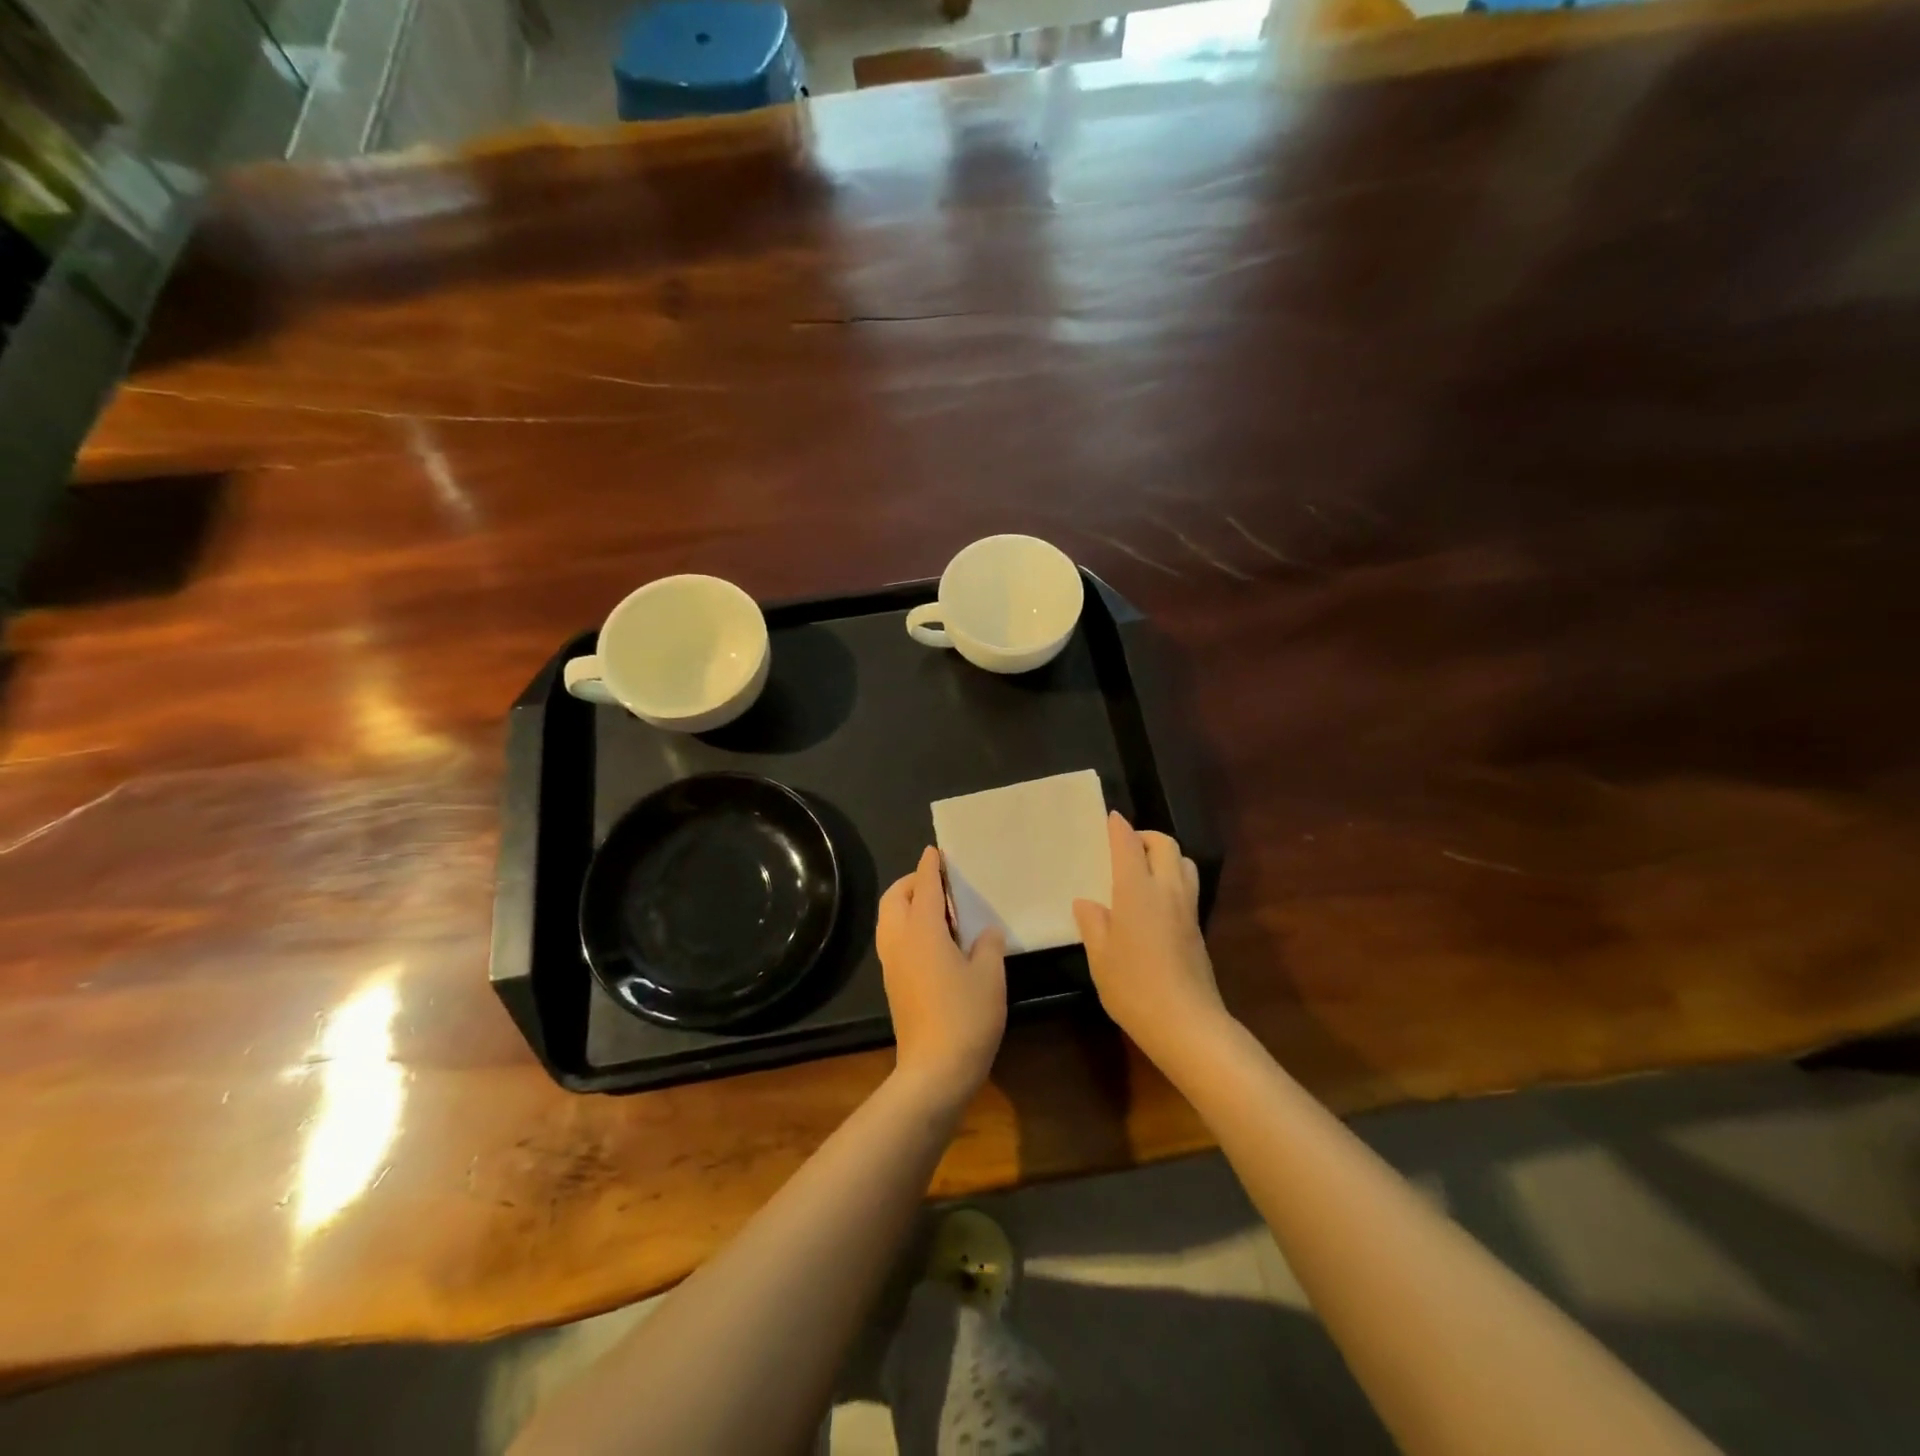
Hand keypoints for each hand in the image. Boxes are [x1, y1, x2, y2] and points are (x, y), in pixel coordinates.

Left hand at [876, 846, 1007, 1105]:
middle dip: (912, 882)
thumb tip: (985, 932)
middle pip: (895, 898)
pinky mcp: (893, 983)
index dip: (931, 866)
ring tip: (939, 910)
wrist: (934, 1070)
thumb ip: (988, 944)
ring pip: (890, 919)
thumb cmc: (966, 1016)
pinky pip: (893, 938)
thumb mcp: (990, 975)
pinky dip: (907, 925)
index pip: (925, 886)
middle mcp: (900, 940)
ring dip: (907, 904)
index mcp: (923, 930)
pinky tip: (934, 940)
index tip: (935, 851)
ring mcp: (891, 963)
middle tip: (939, 883)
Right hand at [1073, 813, 1228, 1067]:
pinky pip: (1187, 887)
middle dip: (1147, 836)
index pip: (1129, 846)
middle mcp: (1166, 891)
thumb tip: (1087, 903)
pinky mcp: (1197, 929)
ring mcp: (1187, 909)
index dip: (1119, 828)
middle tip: (1126, 845)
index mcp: (1137, 891)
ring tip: (1143, 870)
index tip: (1110, 818)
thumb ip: (1093, 923)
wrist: (1186, 1024)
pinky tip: (1154, 902)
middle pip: (1165, 846)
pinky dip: (1172, 879)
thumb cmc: (1134, 987)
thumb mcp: (1100, 956)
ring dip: (1166, 856)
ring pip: (1184, 864)